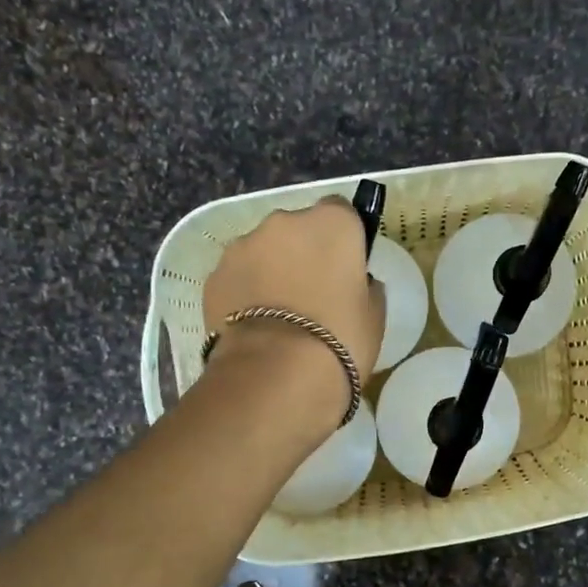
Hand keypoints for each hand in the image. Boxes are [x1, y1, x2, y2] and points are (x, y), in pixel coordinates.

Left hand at [201, 198, 386, 430]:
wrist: (276, 375)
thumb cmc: (340, 340)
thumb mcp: (373, 315)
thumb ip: (365, 286)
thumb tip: (354, 281)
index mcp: (332, 224)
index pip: (342, 211)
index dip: (344, 238)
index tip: (345, 266)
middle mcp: (284, 222)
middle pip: (298, 228)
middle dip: (303, 251)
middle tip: (312, 293)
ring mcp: (243, 246)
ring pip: (263, 250)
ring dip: (271, 270)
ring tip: (278, 314)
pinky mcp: (214, 274)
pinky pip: (238, 276)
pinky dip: (245, 291)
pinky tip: (255, 326)